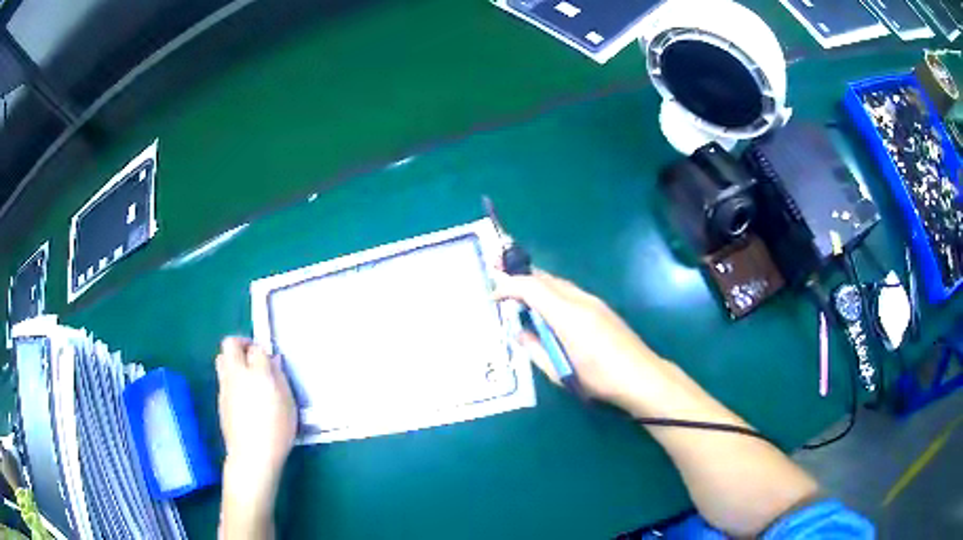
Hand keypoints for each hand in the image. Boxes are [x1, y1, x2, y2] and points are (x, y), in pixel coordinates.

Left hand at [215, 337, 296, 509]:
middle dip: (241, 344)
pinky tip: (243, 397)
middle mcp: (237, 374)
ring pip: (222, 359)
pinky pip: (223, 378)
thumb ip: (280, 378)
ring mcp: (225, 386)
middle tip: (253, 357)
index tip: (270, 361)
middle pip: (230, 344)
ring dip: (233, 360)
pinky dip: (231, 379)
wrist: (252, 454)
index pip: (256, 348)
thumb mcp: (288, 404)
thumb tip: (273, 361)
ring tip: (246, 376)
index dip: (262, 351)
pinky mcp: (220, 400)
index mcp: (257, 373)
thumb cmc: (277, 430)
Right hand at [494, 270, 663, 411]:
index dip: (508, 287)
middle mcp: (580, 300)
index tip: (493, 297)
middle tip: (502, 287)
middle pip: (545, 279)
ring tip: (521, 298)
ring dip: (537, 286)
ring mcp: (594, 301)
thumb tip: (520, 332)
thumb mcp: (559, 371)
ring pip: (559, 283)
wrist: (642, 377)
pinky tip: (548, 309)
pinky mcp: (602, 308)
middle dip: (521, 279)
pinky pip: (570, 291)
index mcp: (567, 315)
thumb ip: (535, 348)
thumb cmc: (599, 379)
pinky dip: (552, 293)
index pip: (531, 288)